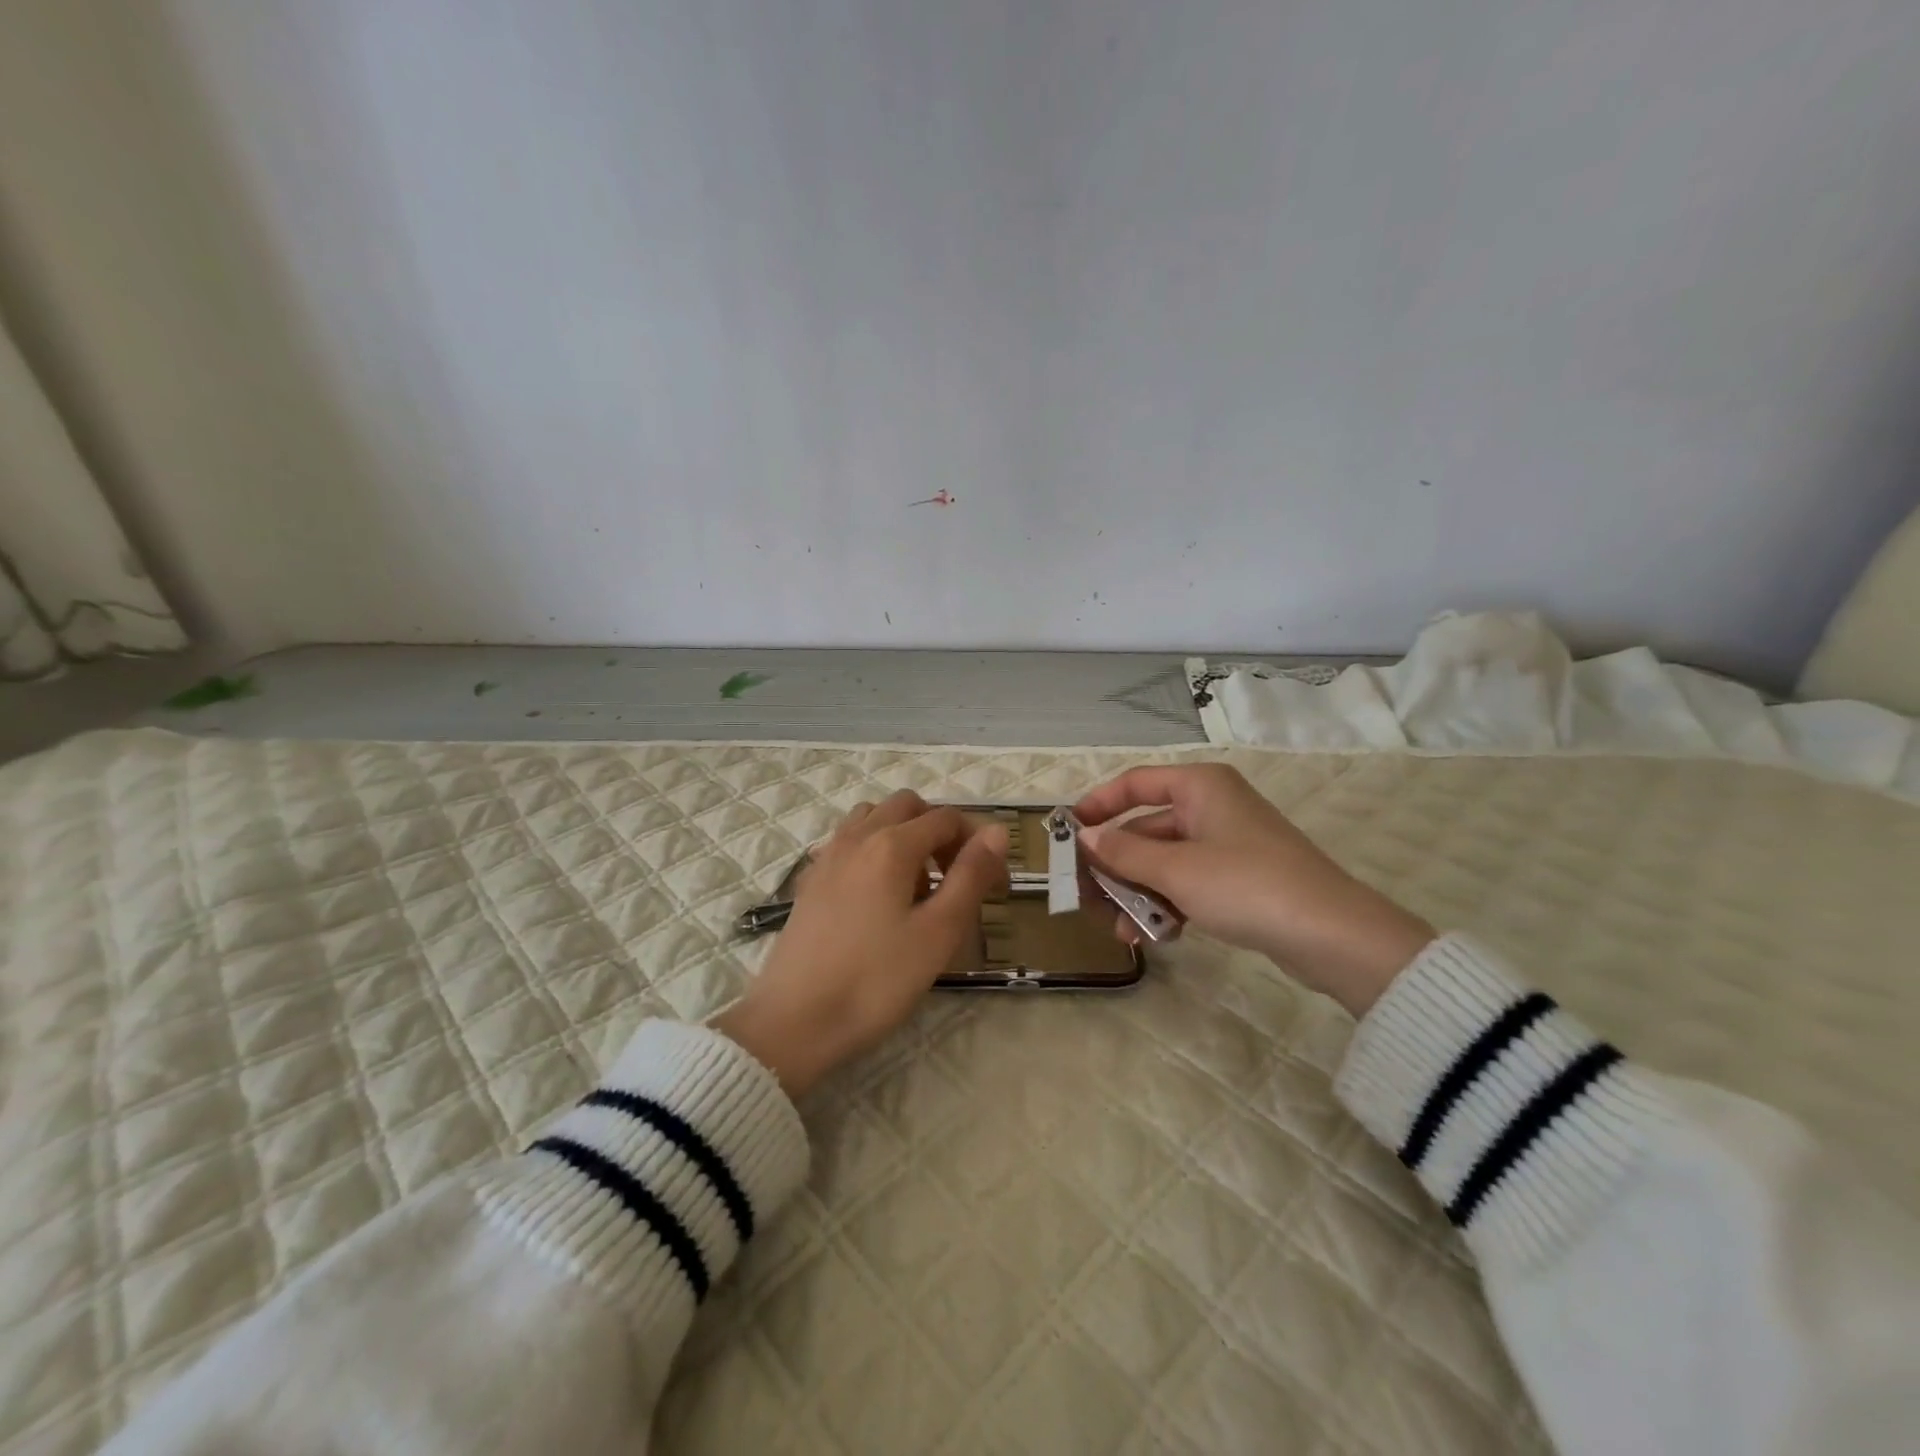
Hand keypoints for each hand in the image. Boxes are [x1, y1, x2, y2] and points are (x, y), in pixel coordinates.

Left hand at [714, 791, 1008, 1097]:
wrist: (795, 1021)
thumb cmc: (876, 981)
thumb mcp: (938, 932)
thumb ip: (971, 876)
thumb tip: (996, 832)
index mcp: (892, 845)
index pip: (947, 818)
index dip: (978, 843)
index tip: (994, 884)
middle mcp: (857, 837)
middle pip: (908, 806)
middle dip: (940, 830)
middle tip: (955, 877)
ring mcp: (828, 856)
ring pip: (873, 818)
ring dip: (903, 835)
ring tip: (916, 885)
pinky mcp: (811, 880)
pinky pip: (848, 842)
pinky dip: (873, 849)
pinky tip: (878, 896)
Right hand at [1074, 764, 1433, 1016]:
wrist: (1331, 935)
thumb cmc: (1246, 885)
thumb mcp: (1176, 869)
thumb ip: (1123, 852)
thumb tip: (1085, 837)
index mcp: (1200, 787)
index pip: (1135, 783)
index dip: (1098, 804)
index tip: (1068, 832)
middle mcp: (1212, 807)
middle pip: (1146, 828)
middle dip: (1116, 865)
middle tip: (1085, 896)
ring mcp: (1227, 844)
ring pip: (1164, 861)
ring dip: (1139, 892)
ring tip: (1121, 930)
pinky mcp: (1239, 879)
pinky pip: (1188, 883)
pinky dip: (1169, 904)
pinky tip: (1156, 936)